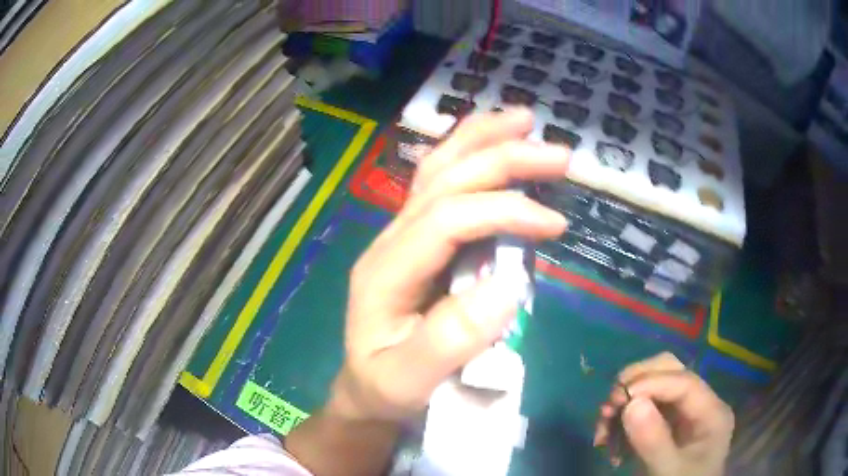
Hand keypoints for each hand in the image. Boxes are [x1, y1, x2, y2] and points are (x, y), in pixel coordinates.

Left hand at [328, 109, 570, 422]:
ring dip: (482, 139)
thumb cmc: (385, 387)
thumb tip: (507, 288)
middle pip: (444, 180)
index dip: (504, 212)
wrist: (366, 388)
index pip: (447, 219)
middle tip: (558, 153)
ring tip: (524, 120)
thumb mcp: (408, 381)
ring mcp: (402, 235)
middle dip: (502, 158)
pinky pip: (441, 185)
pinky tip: (493, 143)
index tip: (556, 224)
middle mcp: (391, 240)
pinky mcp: (419, 240)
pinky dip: (470, 155)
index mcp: (386, 271)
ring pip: (438, 170)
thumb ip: (450, 341)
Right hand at [594, 352, 734, 475]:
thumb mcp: (669, 471)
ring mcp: (681, 414)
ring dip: (624, 404)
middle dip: (636, 383)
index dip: (651, 383)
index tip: (617, 398)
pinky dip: (621, 421)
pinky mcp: (664, 425)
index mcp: (711, 412)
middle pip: (669, 372)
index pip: (683, 381)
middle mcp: (698, 404)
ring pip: (651, 387)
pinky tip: (608, 442)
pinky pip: (641, 409)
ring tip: (602, 432)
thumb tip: (631, 403)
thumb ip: (655, 441)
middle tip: (609, 406)